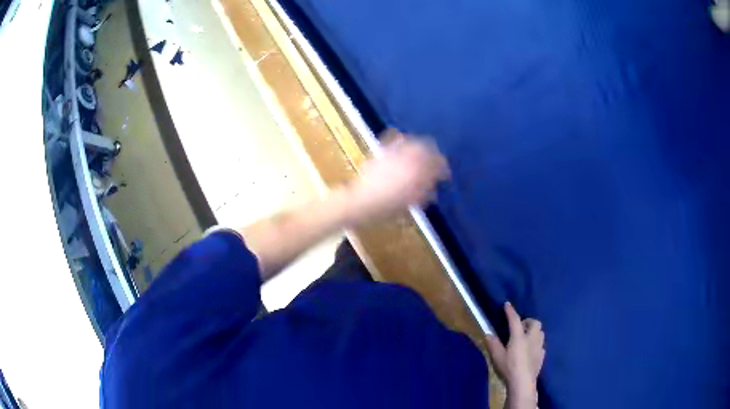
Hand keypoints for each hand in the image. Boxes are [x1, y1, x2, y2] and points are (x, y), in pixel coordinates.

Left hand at [345, 129, 448, 225]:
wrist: (361, 201)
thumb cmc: (387, 208)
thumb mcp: (411, 203)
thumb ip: (424, 193)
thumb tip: (433, 189)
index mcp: (419, 172)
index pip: (438, 165)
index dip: (443, 169)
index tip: (445, 175)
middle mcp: (410, 158)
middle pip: (428, 150)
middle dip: (434, 156)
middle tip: (436, 163)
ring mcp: (395, 152)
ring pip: (415, 142)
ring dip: (422, 146)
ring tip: (423, 152)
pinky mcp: (383, 151)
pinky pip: (396, 139)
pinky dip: (403, 139)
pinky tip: (404, 140)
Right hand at [485, 302, 544, 406]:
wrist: (523, 382)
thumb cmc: (509, 368)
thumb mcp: (497, 357)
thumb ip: (493, 344)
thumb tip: (488, 334)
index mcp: (519, 336)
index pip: (515, 320)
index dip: (511, 311)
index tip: (507, 304)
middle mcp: (532, 337)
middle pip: (535, 322)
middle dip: (528, 321)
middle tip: (520, 327)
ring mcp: (539, 346)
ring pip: (541, 331)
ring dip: (534, 331)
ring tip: (527, 336)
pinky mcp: (542, 354)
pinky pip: (541, 343)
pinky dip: (537, 342)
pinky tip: (531, 349)